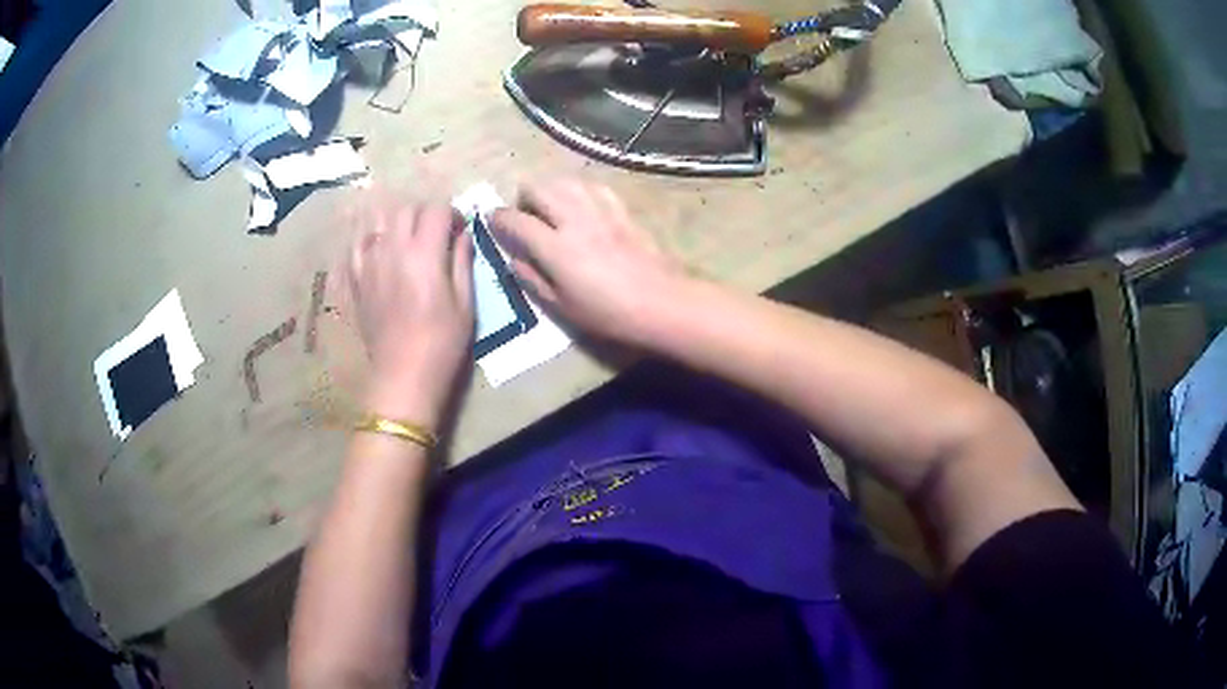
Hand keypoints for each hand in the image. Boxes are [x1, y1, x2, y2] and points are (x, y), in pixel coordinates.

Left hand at [348, 203, 473, 423]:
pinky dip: (368, 239)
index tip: (458, 229)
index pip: (435, 209)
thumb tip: (462, 234)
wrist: (403, 376)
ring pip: (378, 221)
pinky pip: (356, 245)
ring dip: (395, 221)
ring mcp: (369, 263)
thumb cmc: (442, 343)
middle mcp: (392, 250)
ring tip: (406, 237)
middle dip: (424, 214)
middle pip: (406, 209)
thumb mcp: (465, 303)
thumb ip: (463, 261)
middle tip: (434, 233)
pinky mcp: (356, 280)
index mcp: (424, 254)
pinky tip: (377, 247)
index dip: (450, 213)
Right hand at [490, 180, 686, 344]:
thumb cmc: (608, 313)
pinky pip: (594, 187)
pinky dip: (579, 189)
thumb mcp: (561, 307)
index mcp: (555, 247)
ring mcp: (600, 211)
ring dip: (550, 188)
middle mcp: (574, 219)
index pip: (516, 220)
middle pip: (539, 188)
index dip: (498, 218)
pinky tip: (581, 202)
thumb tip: (514, 259)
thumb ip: (532, 279)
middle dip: (523, 196)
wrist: (660, 302)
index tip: (492, 220)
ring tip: (550, 206)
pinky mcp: (622, 210)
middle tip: (524, 214)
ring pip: (566, 181)